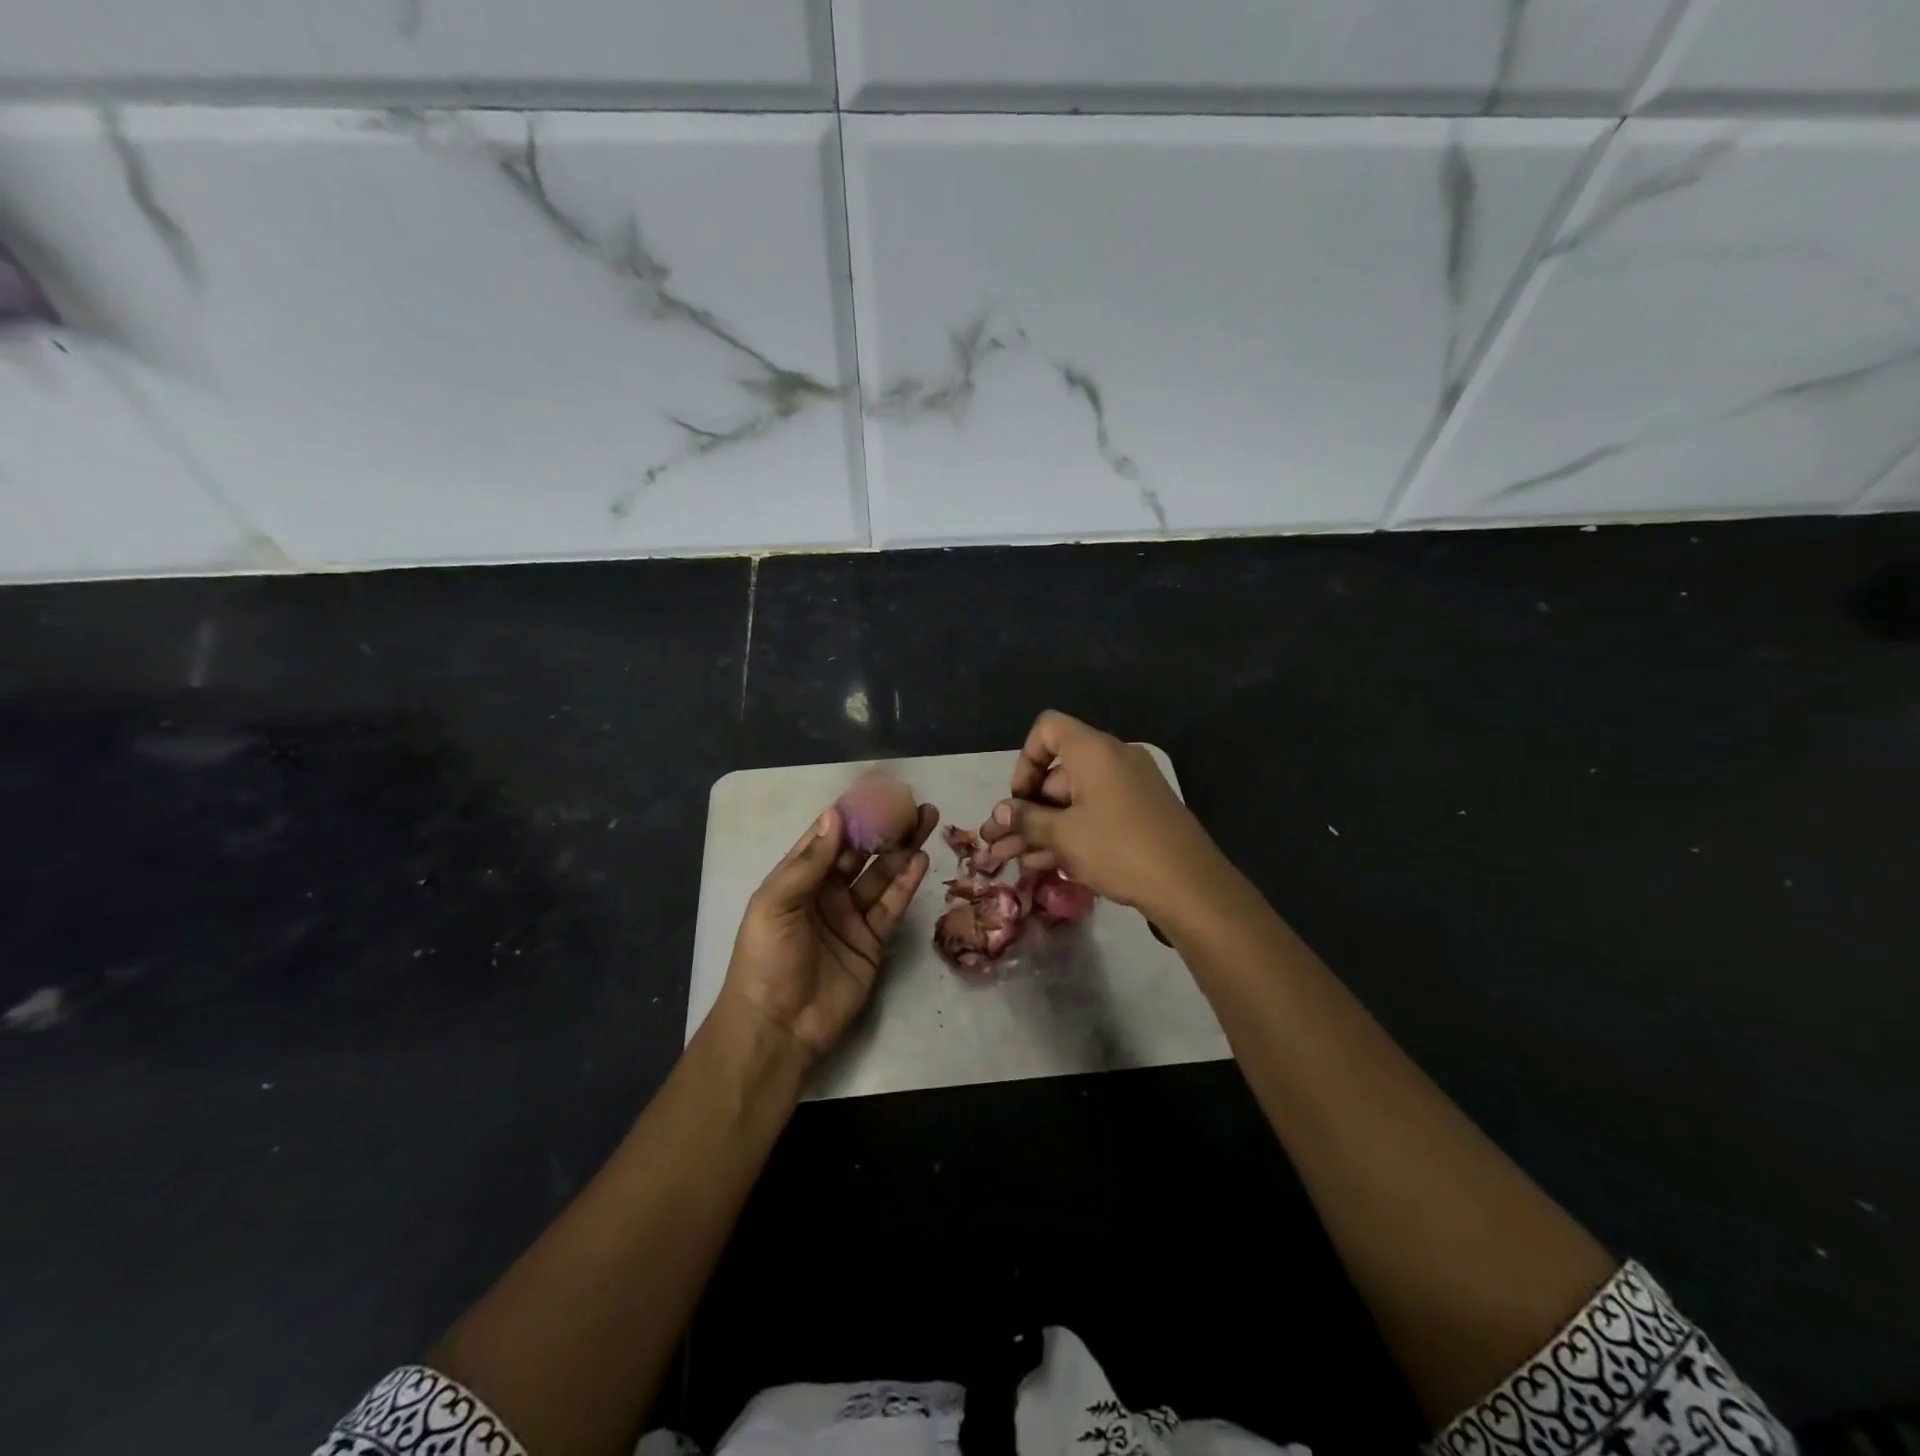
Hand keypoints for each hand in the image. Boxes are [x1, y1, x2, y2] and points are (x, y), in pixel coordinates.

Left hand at [716, 801, 934, 1065]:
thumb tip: (835, 815)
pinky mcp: (872, 942)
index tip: (878, 788)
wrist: (778, 1027)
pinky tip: (921, 859)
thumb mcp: (776, 904)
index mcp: (796, 879)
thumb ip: (809, 862)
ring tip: (926, 819)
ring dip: (902, 847)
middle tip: (912, 803)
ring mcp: (850, 917)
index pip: (828, 836)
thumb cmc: (765, 960)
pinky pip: (891, 906)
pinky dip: (906, 883)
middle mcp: (825, 892)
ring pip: (881, 874)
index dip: (851, 812)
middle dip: (884, 826)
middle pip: (860, 851)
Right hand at [977, 710, 1226, 917]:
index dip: (1026, 760)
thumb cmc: (1119, 849)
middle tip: (1000, 842)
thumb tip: (1000, 812)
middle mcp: (1113, 760)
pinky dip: (1070, 833)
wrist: (1190, 886)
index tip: (1019, 799)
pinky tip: (1044, 865)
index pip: (1048, 729)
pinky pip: (1095, 814)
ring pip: (1073, 800)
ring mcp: (1129, 788)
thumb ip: (1027, 820)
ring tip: (1012, 860)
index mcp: (1094, 750)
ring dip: (1042, 828)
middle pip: (1058, 772)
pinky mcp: (1140, 815)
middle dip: (1026, 809)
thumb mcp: (1064, 835)